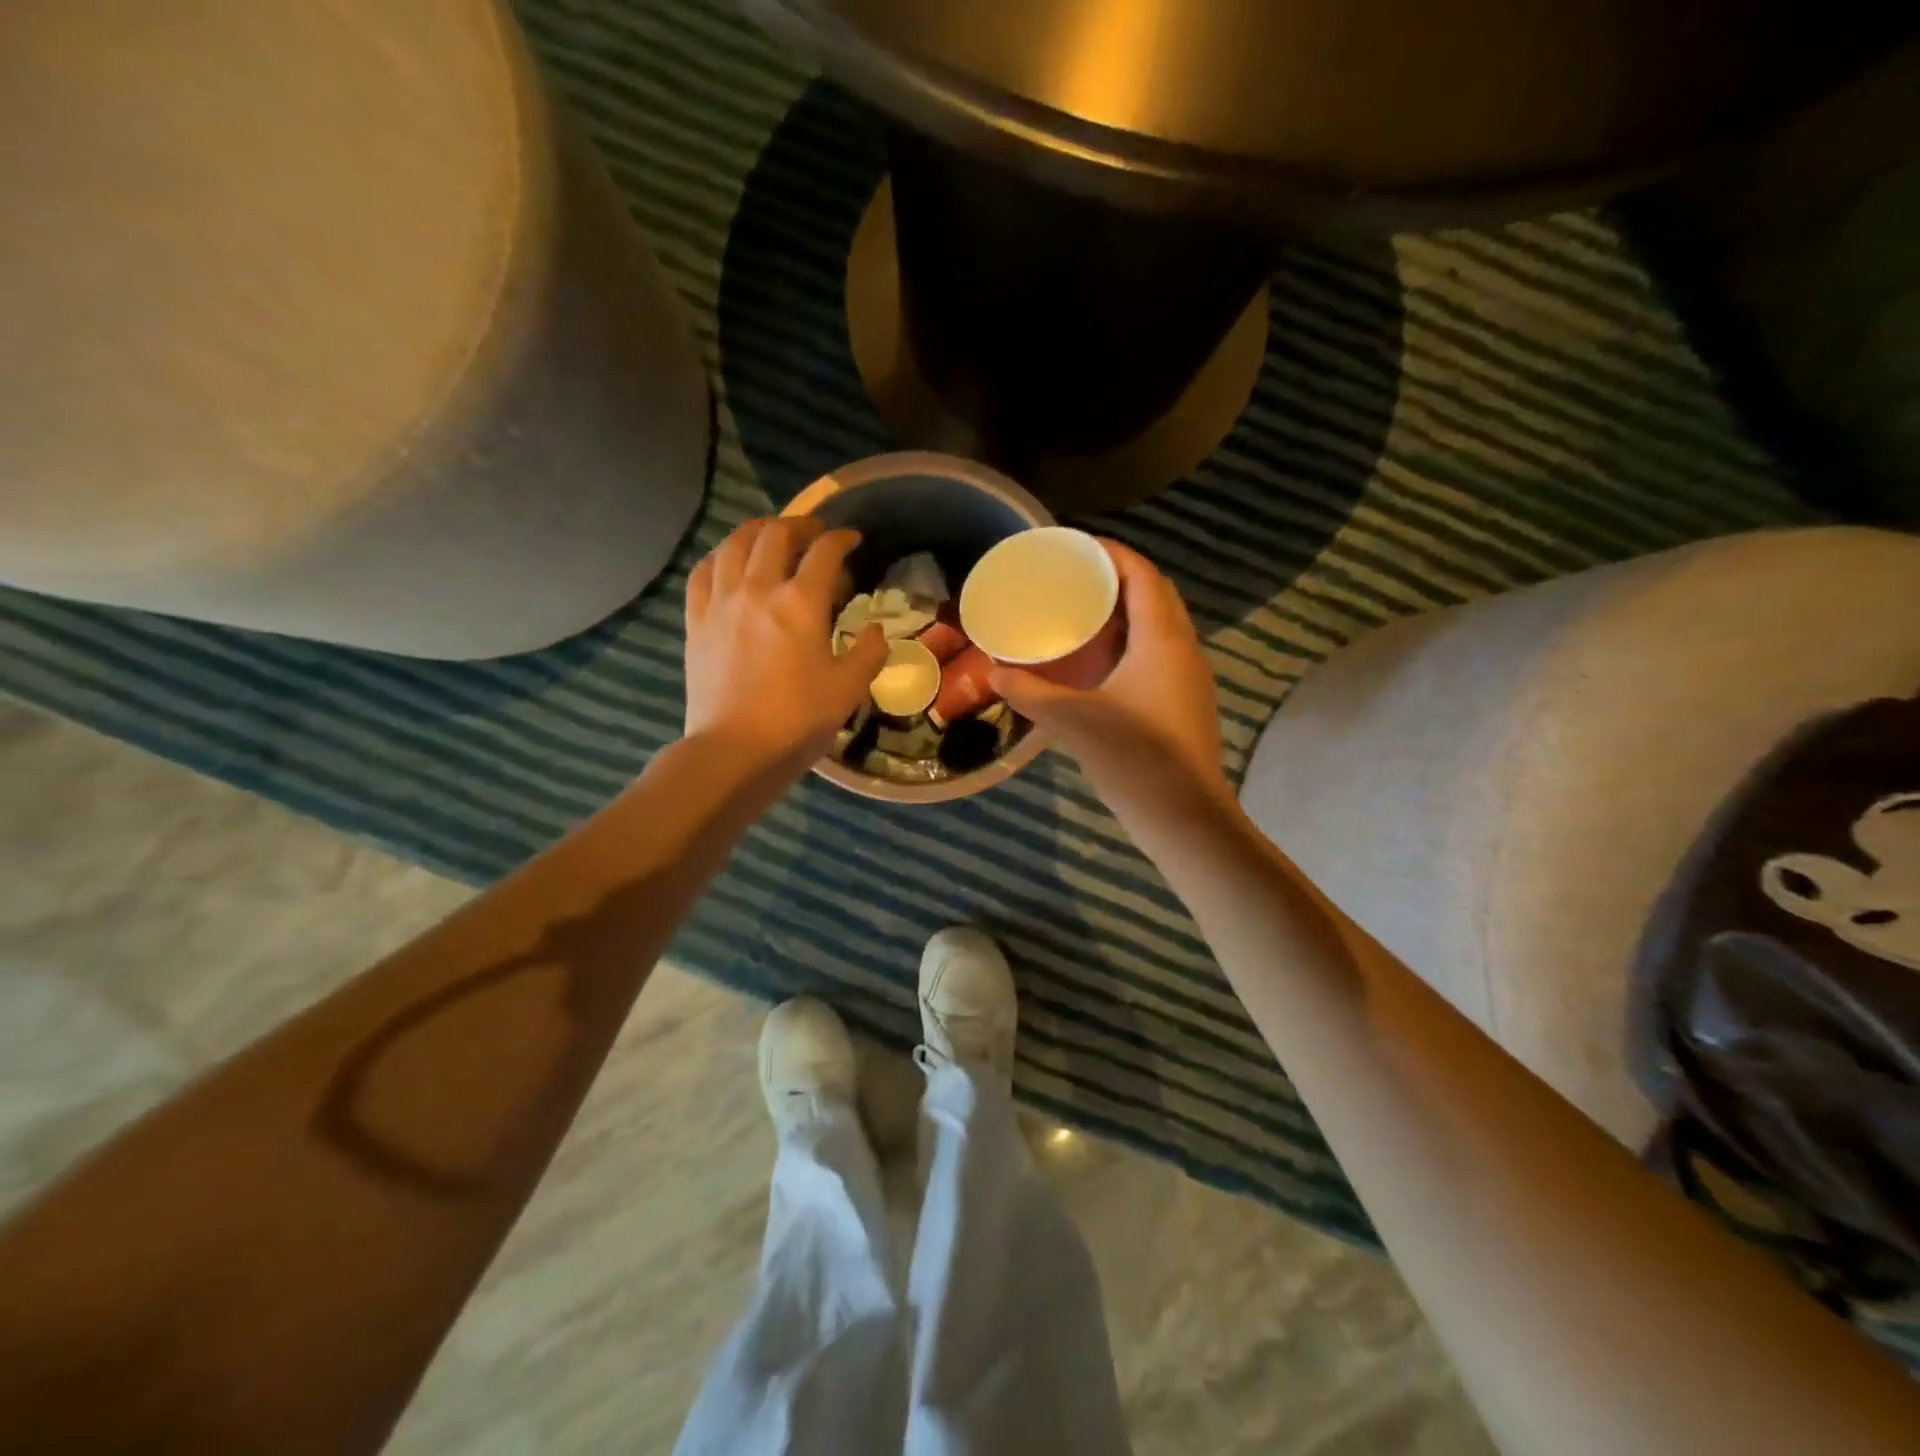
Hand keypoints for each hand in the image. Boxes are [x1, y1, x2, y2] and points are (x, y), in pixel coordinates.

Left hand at [685, 516, 886, 770]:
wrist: (735, 750)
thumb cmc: (798, 720)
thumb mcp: (850, 689)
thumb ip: (869, 652)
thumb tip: (873, 630)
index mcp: (801, 603)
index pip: (824, 551)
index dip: (842, 538)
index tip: (852, 540)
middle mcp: (758, 589)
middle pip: (775, 534)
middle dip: (799, 525)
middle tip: (814, 533)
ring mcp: (721, 601)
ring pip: (734, 543)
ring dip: (757, 531)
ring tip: (770, 535)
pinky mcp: (696, 620)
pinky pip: (703, 571)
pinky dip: (720, 556)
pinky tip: (728, 561)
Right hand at [991, 540, 1228, 817]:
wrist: (1185, 818)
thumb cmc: (1135, 758)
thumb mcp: (1074, 720)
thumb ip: (1031, 693)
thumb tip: (995, 673)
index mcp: (1162, 639)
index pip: (1142, 575)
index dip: (1112, 553)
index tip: (1075, 547)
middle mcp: (1182, 649)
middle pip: (1154, 594)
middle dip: (1117, 578)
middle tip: (1073, 579)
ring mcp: (1188, 678)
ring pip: (1159, 626)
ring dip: (1126, 611)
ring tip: (1082, 612)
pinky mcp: (1184, 703)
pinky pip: (1158, 653)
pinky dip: (1131, 642)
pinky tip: (1099, 661)